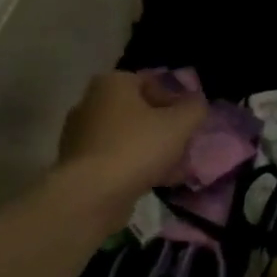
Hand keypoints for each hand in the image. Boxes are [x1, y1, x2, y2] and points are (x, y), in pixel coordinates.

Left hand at [57, 71, 206, 209]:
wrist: (91, 195)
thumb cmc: (136, 148)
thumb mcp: (179, 124)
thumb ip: (194, 108)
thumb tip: (197, 102)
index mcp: (112, 84)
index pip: (152, 82)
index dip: (177, 100)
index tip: (191, 122)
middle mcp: (91, 103)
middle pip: (140, 112)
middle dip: (166, 129)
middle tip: (186, 146)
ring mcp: (81, 135)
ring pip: (129, 138)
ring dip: (153, 150)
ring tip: (176, 169)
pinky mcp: (79, 165)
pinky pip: (116, 159)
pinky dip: (136, 167)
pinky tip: (157, 182)